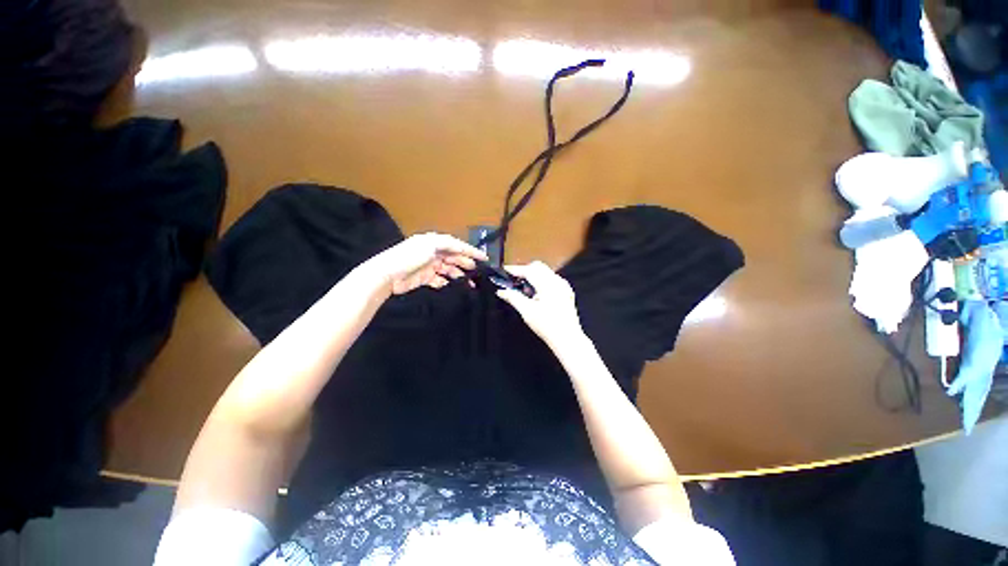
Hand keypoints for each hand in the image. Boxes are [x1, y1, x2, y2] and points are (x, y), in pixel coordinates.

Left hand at [367, 233, 486, 294]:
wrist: (388, 274)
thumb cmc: (410, 256)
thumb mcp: (431, 245)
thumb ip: (448, 245)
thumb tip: (462, 248)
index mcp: (435, 242)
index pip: (457, 245)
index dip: (471, 251)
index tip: (484, 258)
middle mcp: (433, 252)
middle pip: (454, 258)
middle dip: (466, 263)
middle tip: (478, 272)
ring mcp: (429, 266)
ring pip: (449, 270)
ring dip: (459, 275)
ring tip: (470, 283)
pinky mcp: (425, 278)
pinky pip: (440, 280)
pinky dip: (446, 282)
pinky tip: (451, 286)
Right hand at [495, 261, 584, 346]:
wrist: (567, 339)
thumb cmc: (548, 327)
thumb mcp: (527, 311)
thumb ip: (513, 297)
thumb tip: (502, 291)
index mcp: (548, 284)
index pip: (529, 270)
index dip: (515, 270)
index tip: (504, 271)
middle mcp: (558, 281)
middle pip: (538, 267)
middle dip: (524, 271)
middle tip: (513, 280)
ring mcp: (563, 286)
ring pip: (545, 272)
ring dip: (532, 276)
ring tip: (524, 290)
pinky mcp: (566, 292)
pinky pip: (551, 279)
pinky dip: (541, 282)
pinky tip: (535, 294)